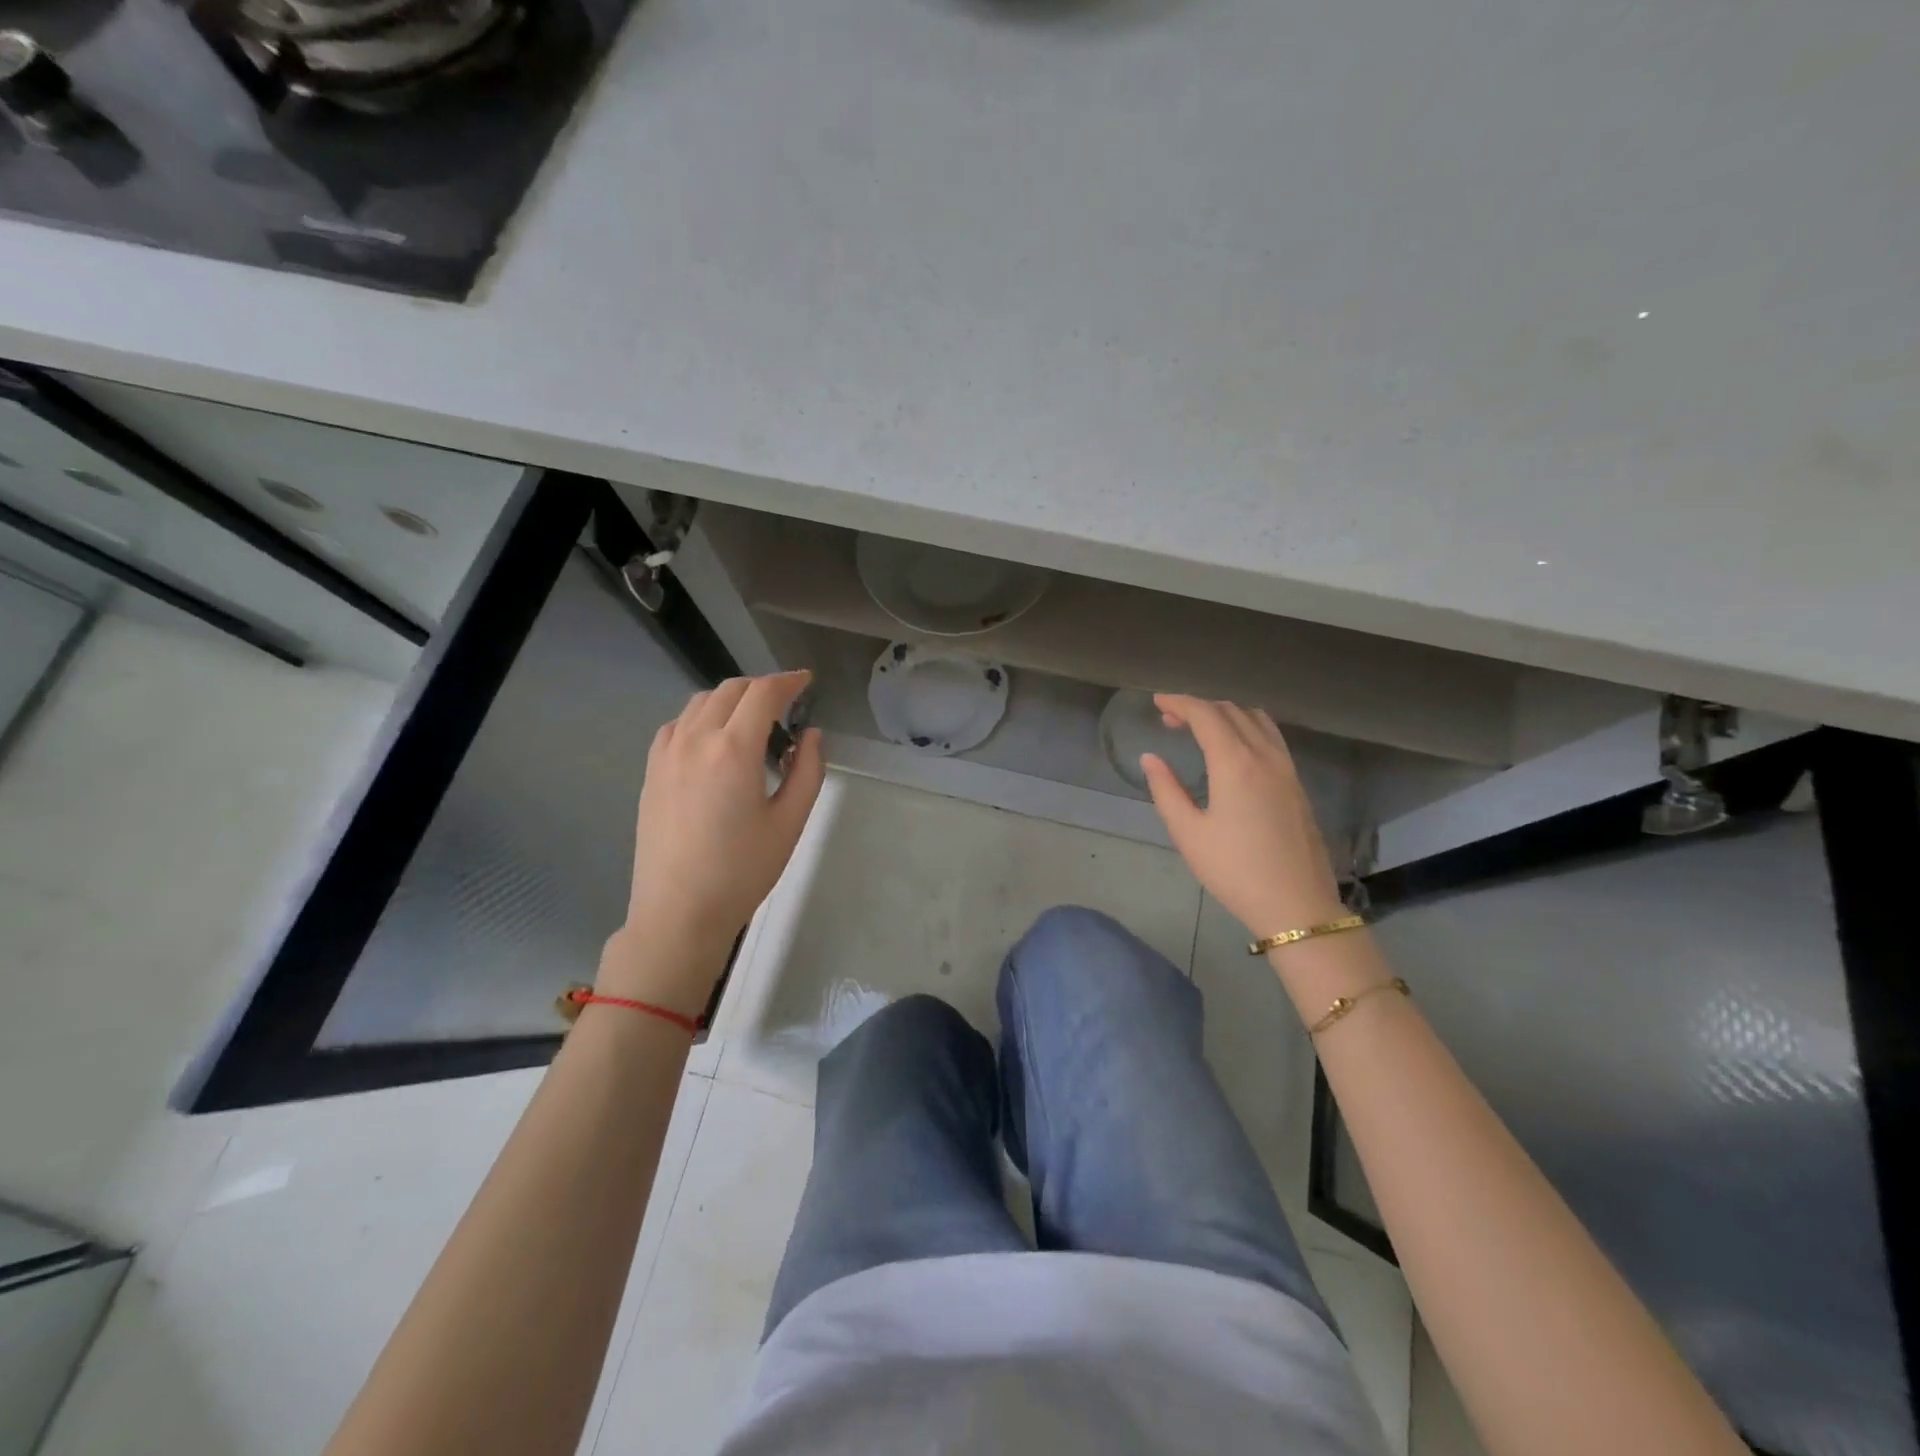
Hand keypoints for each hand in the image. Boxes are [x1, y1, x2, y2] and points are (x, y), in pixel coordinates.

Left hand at [602, 672, 824, 1013]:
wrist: (678, 912)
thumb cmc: (742, 871)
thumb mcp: (790, 822)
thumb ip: (809, 771)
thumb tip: (811, 735)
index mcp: (733, 750)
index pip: (763, 693)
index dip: (788, 681)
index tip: (806, 681)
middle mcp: (695, 739)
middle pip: (731, 689)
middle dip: (762, 687)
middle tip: (787, 703)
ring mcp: (667, 753)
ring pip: (701, 702)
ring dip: (732, 699)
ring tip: (753, 721)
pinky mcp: (651, 770)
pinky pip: (678, 724)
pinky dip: (702, 717)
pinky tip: (715, 741)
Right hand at [1141, 694, 1344, 937]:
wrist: (1296, 904)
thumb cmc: (1234, 871)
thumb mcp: (1188, 834)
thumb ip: (1166, 790)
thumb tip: (1151, 759)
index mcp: (1235, 763)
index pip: (1206, 715)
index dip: (1179, 703)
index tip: (1157, 702)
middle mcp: (1265, 756)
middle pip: (1232, 711)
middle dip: (1199, 707)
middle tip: (1171, 719)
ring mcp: (1287, 768)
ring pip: (1256, 720)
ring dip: (1226, 714)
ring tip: (1202, 729)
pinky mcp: (1297, 784)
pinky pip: (1271, 737)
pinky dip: (1247, 728)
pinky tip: (1234, 749)